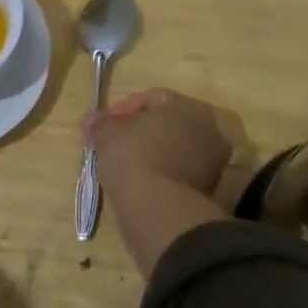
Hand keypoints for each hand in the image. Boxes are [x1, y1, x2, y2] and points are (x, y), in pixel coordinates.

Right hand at [86, 89, 232, 197]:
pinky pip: (179, 170)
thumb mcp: (106, 135)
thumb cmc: (133, 158)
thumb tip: (93, 118)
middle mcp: (208, 128)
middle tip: (115, 143)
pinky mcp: (210, 188)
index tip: (103, 125)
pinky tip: (141, 181)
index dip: (122, 110)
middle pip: (167, 123)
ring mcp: (213, 160)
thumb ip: (100, 122)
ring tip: (126, 164)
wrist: (158, 209)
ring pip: (175, 148)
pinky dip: (162, 172)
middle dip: (140, 130)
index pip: (151, 98)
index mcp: (187, 107)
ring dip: (152, 152)